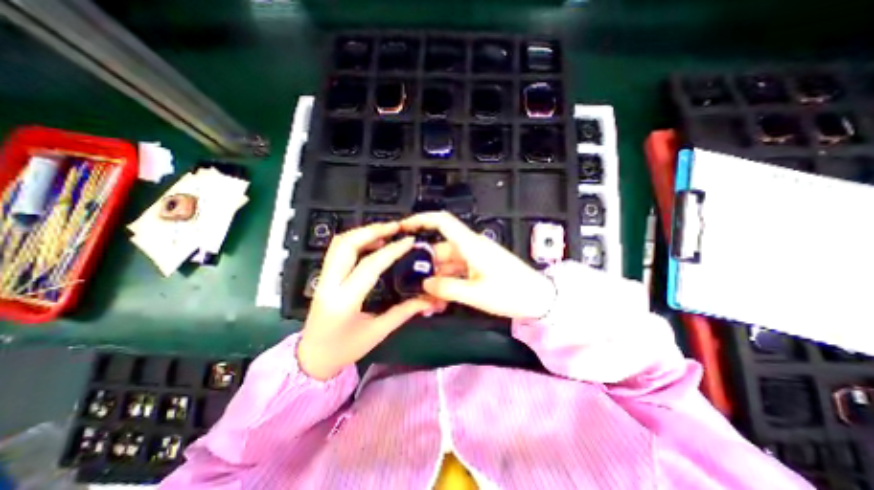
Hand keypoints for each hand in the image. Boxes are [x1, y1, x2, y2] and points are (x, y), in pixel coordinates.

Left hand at [299, 220, 445, 379]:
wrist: (312, 358)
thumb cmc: (345, 349)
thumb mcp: (378, 332)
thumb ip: (404, 312)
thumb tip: (428, 299)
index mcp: (344, 302)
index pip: (369, 266)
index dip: (392, 251)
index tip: (409, 240)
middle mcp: (329, 285)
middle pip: (346, 245)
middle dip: (372, 231)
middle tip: (395, 227)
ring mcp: (323, 278)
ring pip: (339, 243)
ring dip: (363, 232)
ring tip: (386, 231)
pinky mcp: (324, 276)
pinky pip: (338, 250)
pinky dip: (356, 240)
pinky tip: (373, 242)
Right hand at [402, 212, 554, 318]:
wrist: (539, 298)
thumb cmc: (511, 293)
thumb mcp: (475, 294)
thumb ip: (447, 288)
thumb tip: (425, 284)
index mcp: (470, 245)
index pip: (442, 221)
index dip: (421, 219)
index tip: (403, 227)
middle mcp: (471, 246)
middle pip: (440, 247)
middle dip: (425, 263)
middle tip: (411, 281)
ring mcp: (475, 256)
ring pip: (447, 261)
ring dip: (436, 276)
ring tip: (426, 296)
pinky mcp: (479, 265)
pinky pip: (457, 268)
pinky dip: (447, 279)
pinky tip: (441, 296)